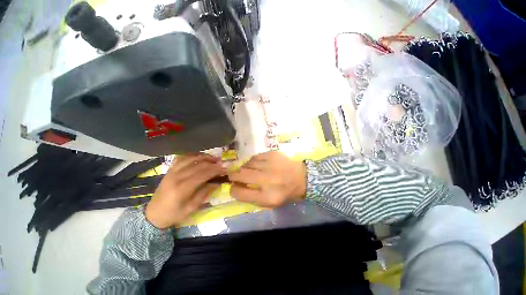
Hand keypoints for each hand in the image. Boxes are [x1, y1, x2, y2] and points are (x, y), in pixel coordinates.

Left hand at [145, 154, 224, 228]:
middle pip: (198, 164)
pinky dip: (192, 155)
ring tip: (214, 158)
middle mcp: (176, 176)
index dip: (216, 170)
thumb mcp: (191, 208)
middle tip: (222, 164)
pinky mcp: (169, 170)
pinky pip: (182, 158)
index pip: (203, 174)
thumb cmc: (173, 214)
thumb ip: (205, 193)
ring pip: (190, 158)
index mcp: (182, 188)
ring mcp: (171, 171)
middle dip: (213, 163)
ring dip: (204, 157)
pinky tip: (199, 157)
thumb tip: (217, 182)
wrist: (153, 214)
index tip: (225, 169)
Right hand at [228, 151, 306, 207]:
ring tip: (248, 170)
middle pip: (240, 175)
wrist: (301, 178)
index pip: (240, 193)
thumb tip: (235, 186)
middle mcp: (268, 180)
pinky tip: (257, 164)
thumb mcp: (269, 202)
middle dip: (233, 176)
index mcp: (267, 197)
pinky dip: (252, 161)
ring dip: (244, 168)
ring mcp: (270, 165)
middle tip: (234, 176)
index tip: (233, 187)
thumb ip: (251, 197)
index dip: (233, 190)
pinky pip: (254, 157)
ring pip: (246, 164)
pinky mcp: (272, 155)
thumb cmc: (284, 193)